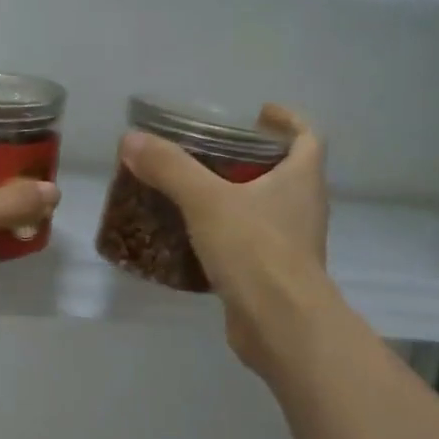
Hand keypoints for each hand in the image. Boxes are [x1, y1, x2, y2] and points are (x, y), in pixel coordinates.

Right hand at [117, 105, 333, 375]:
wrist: (280, 325)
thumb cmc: (255, 251)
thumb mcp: (206, 201)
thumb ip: (170, 168)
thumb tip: (131, 140)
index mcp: (301, 180)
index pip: (307, 137)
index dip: (287, 121)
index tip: (260, 113)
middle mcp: (303, 208)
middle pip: (285, 173)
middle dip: (252, 160)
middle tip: (212, 153)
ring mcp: (291, 245)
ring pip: (266, 210)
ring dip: (238, 198)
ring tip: (196, 192)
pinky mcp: (273, 275)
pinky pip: (250, 244)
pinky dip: (227, 236)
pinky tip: (193, 239)